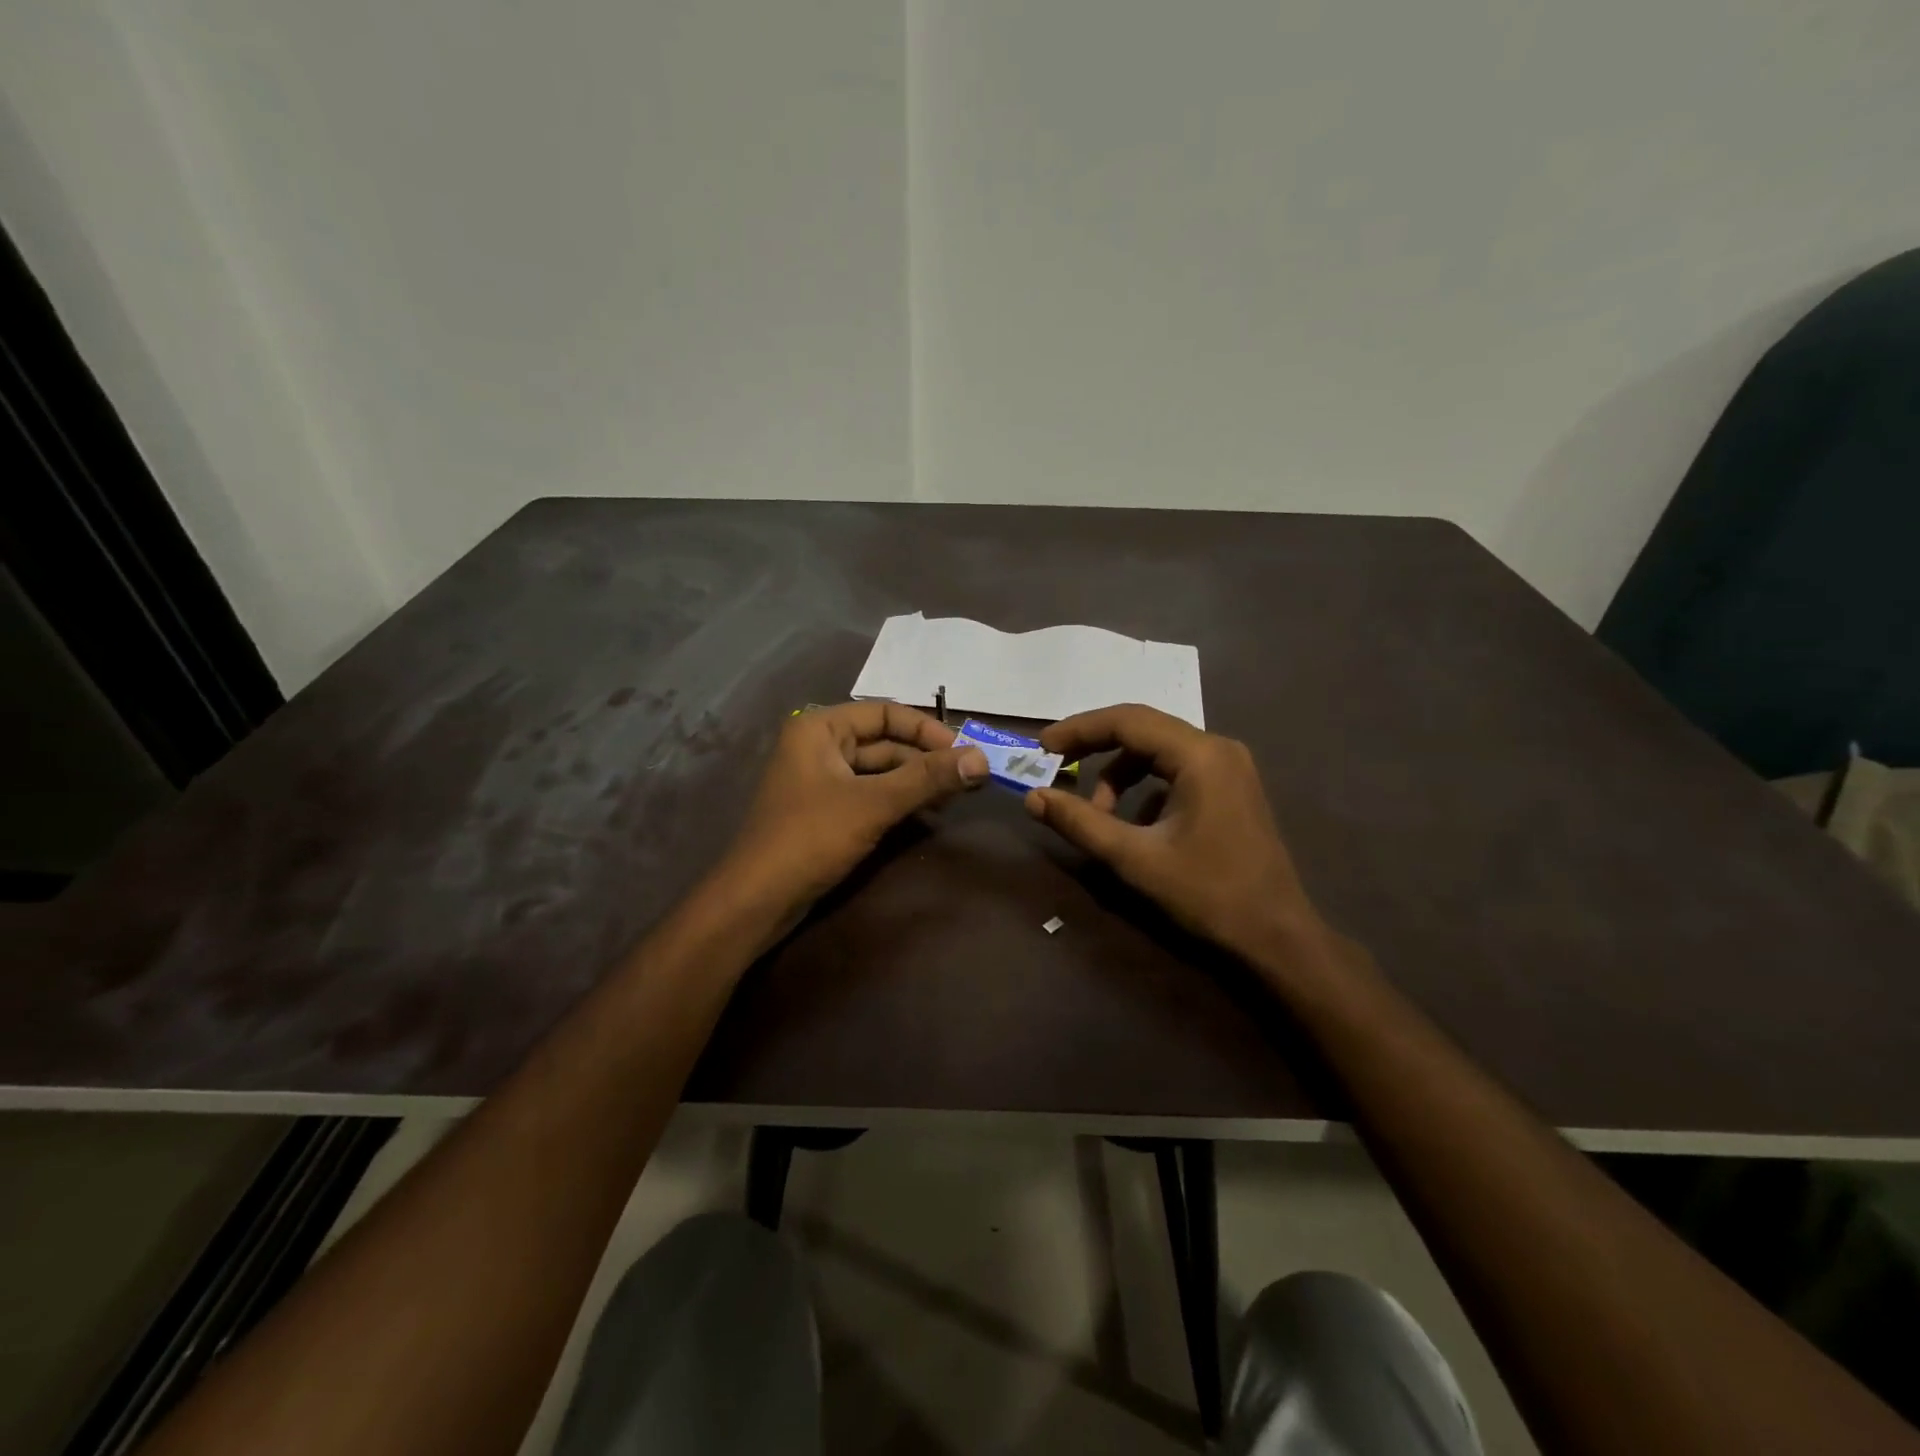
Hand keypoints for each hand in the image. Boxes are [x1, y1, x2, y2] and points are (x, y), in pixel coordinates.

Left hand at [720, 701, 987, 915]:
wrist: (757, 900)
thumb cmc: (811, 838)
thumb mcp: (873, 804)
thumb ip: (927, 779)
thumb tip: (981, 758)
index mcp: (820, 728)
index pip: (885, 712)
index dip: (927, 730)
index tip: (964, 753)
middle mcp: (819, 745)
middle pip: (885, 742)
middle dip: (926, 760)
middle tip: (969, 779)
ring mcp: (821, 780)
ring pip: (880, 771)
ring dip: (916, 782)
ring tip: (956, 798)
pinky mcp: (826, 811)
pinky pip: (870, 794)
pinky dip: (898, 800)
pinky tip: (927, 814)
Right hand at [1025, 704, 1326, 962]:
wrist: (1277, 937)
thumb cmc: (1208, 894)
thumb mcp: (1134, 858)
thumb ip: (1080, 823)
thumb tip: (1033, 797)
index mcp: (1200, 755)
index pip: (1127, 721)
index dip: (1079, 729)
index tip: (1042, 747)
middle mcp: (1218, 749)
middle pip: (1142, 729)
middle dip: (1095, 747)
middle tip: (1056, 766)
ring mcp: (1229, 767)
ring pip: (1158, 751)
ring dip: (1120, 774)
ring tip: (1099, 815)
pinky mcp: (1231, 788)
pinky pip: (1176, 771)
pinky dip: (1145, 788)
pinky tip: (1134, 825)